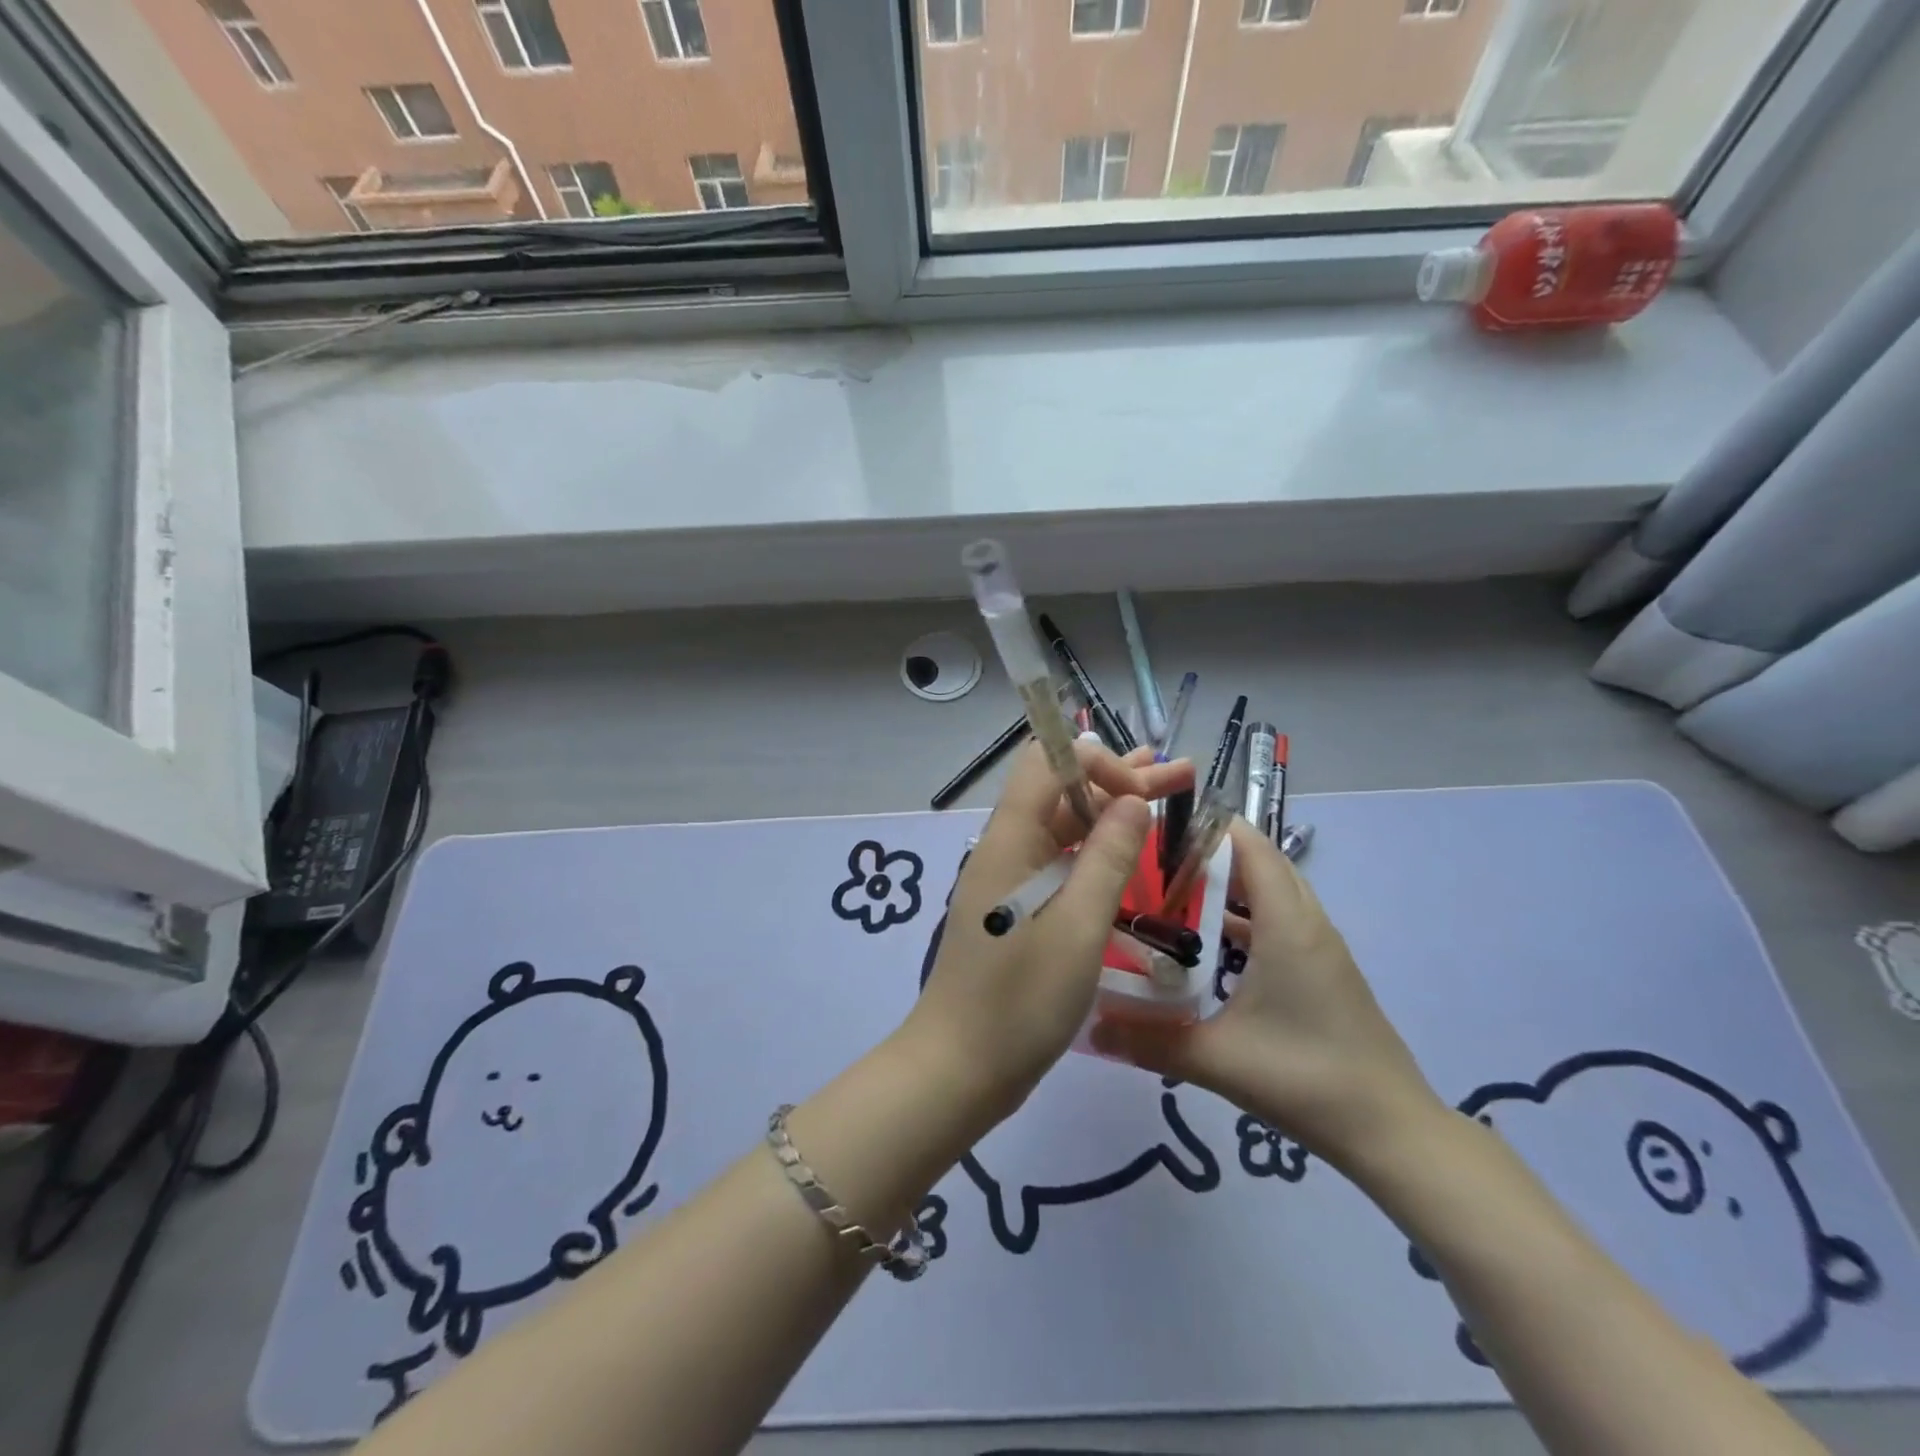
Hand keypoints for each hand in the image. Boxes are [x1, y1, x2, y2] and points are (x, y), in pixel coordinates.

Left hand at [903, 739, 1193, 1125]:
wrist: (959, 1068)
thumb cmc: (1019, 999)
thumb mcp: (1077, 927)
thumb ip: (1108, 859)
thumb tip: (1132, 801)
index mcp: (1010, 839)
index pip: (1050, 763)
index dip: (1100, 763)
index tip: (1144, 796)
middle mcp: (1007, 848)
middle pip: (1063, 791)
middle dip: (1120, 778)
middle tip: (1182, 774)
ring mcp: (1011, 880)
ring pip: (1065, 827)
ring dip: (1113, 810)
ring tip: (1169, 795)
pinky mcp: (1019, 909)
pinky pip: (1062, 863)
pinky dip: (1099, 851)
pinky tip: (1132, 856)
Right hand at [1091, 819, 1443, 1168]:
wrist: (1391, 1131)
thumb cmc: (1306, 1078)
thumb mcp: (1217, 1059)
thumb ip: (1148, 1041)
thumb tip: (1088, 1027)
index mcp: (1287, 924)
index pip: (1250, 846)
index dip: (1206, 827)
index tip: (1155, 828)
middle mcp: (1307, 923)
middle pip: (1259, 862)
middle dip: (1208, 853)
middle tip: (1151, 862)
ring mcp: (1319, 948)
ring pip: (1270, 893)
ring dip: (1226, 886)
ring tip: (1169, 894)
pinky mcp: (1322, 971)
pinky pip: (1278, 921)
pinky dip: (1243, 917)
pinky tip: (1205, 945)